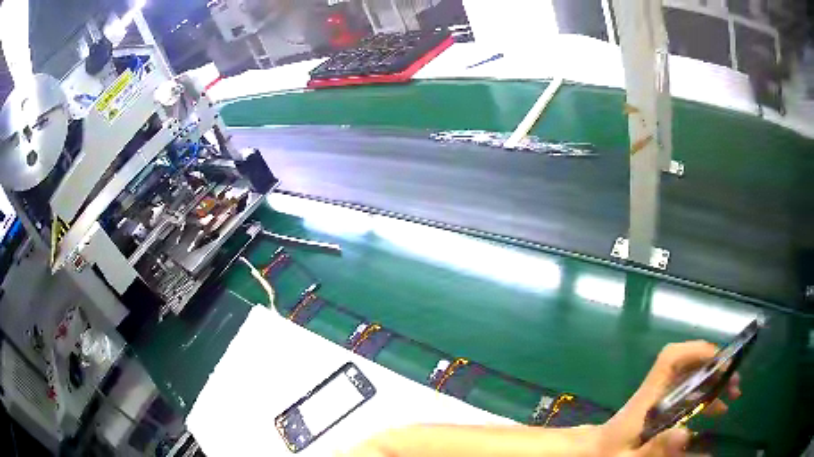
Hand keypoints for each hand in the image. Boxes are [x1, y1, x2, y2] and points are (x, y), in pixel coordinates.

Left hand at [598, 341, 741, 456]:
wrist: (595, 450)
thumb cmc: (610, 451)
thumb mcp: (630, 456)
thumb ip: (655, 447)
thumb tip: (686, 434)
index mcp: (649, 396)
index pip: (671, 358)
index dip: (696, 351)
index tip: (720, 360)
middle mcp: (658, 390)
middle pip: (689, 366)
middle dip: (716, 369)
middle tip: (735, 384)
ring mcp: (661, 396)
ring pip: (693, 378)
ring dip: (715, 383)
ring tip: (733, 396)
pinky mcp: (663, 406)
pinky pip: (690, 394)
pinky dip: (706, 398)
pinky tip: (717, 411)